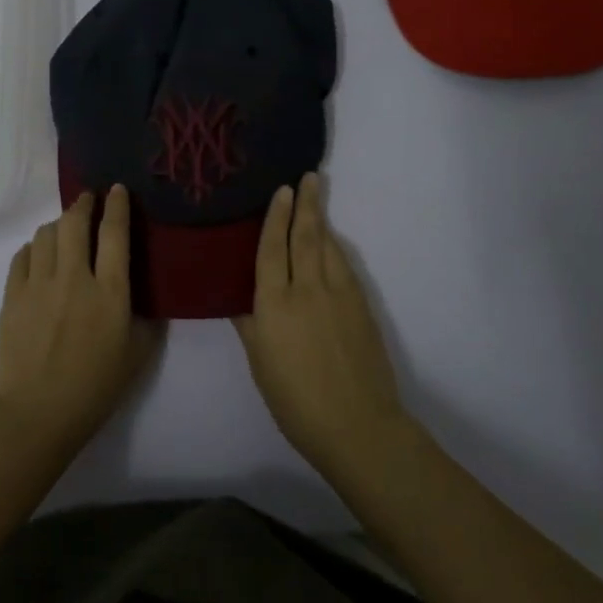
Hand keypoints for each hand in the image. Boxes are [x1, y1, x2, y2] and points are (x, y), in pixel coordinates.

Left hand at [0, 185, 162, 455]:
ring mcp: (38, 284)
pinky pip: (22, 255)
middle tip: (88, 199)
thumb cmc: (94, 389)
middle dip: (83, 204)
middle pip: (75, 223)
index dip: (117, 206)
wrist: (36, 413)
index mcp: (110, 292)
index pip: (115, 234)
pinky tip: (39, 255)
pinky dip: (34, 247)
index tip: (117, 189)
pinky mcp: (12, 296)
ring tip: (65, 229)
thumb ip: (146, 320)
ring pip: (46, 234)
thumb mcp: (137, 356)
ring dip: (59, 224)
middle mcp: (74, 278)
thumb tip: (145, 297)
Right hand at [234, 174, 408, 478]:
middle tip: (309, 177)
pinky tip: (332, 245)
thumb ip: (250, 324)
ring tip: (317, 200)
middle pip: (306, 237)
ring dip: (322, 221)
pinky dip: (336, 249)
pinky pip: (344, 267)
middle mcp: (306, 289)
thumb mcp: (260, 362)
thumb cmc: (294, 400)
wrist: (356, 425)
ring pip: (329, 247)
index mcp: (274, 303)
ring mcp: (339, 296)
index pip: (272, 248)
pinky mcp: (361, 307)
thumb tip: (241, 298)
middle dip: (306, 205)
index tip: (281, 190)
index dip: (275, 217)